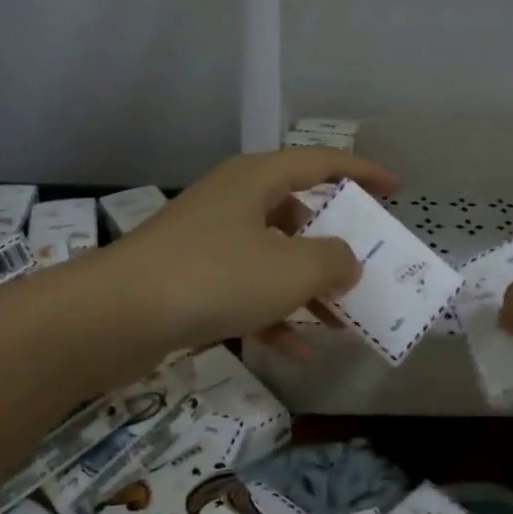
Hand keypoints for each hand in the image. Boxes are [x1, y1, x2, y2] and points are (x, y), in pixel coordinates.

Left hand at [100, 149, 399, 358]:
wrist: (116, 315)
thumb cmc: (214, 277)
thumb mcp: (292, 268)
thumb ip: (335, 261)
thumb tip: (346, 261)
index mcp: (257, 180)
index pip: (321, 162)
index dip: (363, 172)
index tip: (395, 188)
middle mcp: (233, 201)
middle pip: (297, 213)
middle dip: (334, 244)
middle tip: (365, 267)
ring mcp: (208, 240)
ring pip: (273, 257)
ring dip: (307, 288)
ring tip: (342, 321)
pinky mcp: (190, 278)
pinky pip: (245, 290)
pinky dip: (272, 314)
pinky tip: (295, 351)